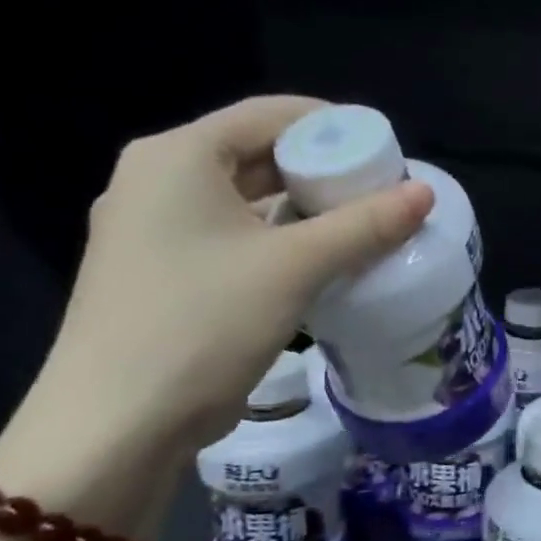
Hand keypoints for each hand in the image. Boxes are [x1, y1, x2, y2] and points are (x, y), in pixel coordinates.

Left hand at [12, 96, 432, 466]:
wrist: (115, 427)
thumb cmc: (202, 325)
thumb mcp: (295, 268)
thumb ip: (365, 225)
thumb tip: (425, 193)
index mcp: (177, 157)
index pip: (270, 114)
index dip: (335, 125)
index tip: (387, 152)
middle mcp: (156, 180)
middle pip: (257, 153)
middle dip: (324, 170)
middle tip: (382, 192)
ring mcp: (151, 228)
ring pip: (246, 198)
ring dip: (304, 208)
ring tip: (363, 226)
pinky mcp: (159, 271)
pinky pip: (232, 234)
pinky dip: (277, 238)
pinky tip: (320, 261)